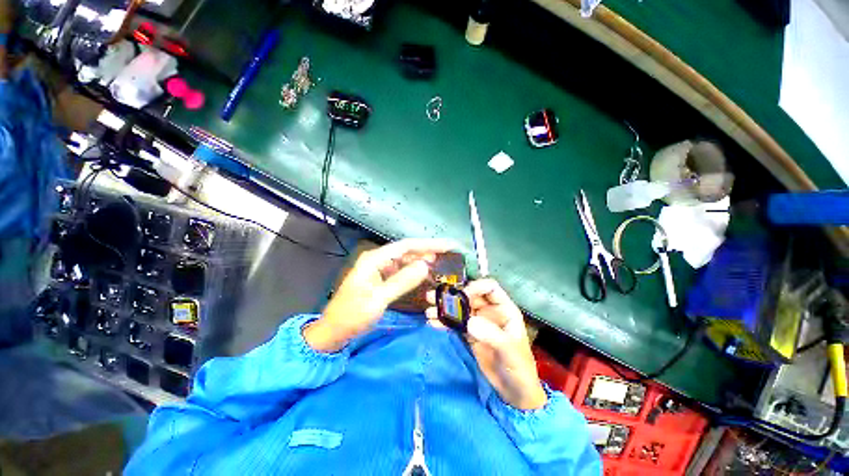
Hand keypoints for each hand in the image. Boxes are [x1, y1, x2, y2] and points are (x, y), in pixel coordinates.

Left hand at [304, 238, 455, 352]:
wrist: (334, 331)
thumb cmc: (352, 315)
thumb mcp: (378, 299)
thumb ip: (402, 281)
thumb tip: (425, 266)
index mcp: (374, 259)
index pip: (406, 246)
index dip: (428, 244)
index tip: (447, 245)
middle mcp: (378, 259)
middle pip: (408, 251)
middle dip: (429, 251)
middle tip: (450, 253)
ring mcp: (380, 268)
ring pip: (406, 260)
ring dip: (423, 260)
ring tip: (443, 261)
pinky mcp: (382, 278)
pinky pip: (402, 271)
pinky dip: (415, 271)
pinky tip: (427, 272)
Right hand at [427, 279, 546, 409]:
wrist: (514, 391)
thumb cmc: (518, 367)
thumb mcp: (509, 350)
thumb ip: (492, 335)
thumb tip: (469, 322)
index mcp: (504, 309)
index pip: (490, 287)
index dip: (476, 287)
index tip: (462, 295)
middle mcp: (490, 311)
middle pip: (470, 296)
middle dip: (452, 295)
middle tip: (434, 296)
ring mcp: (479, 322)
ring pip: (460, 308)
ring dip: (444, 308)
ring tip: (429, 311)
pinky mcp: (469, 333)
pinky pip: (455, 323)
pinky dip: (444, 322)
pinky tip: (432, 323)